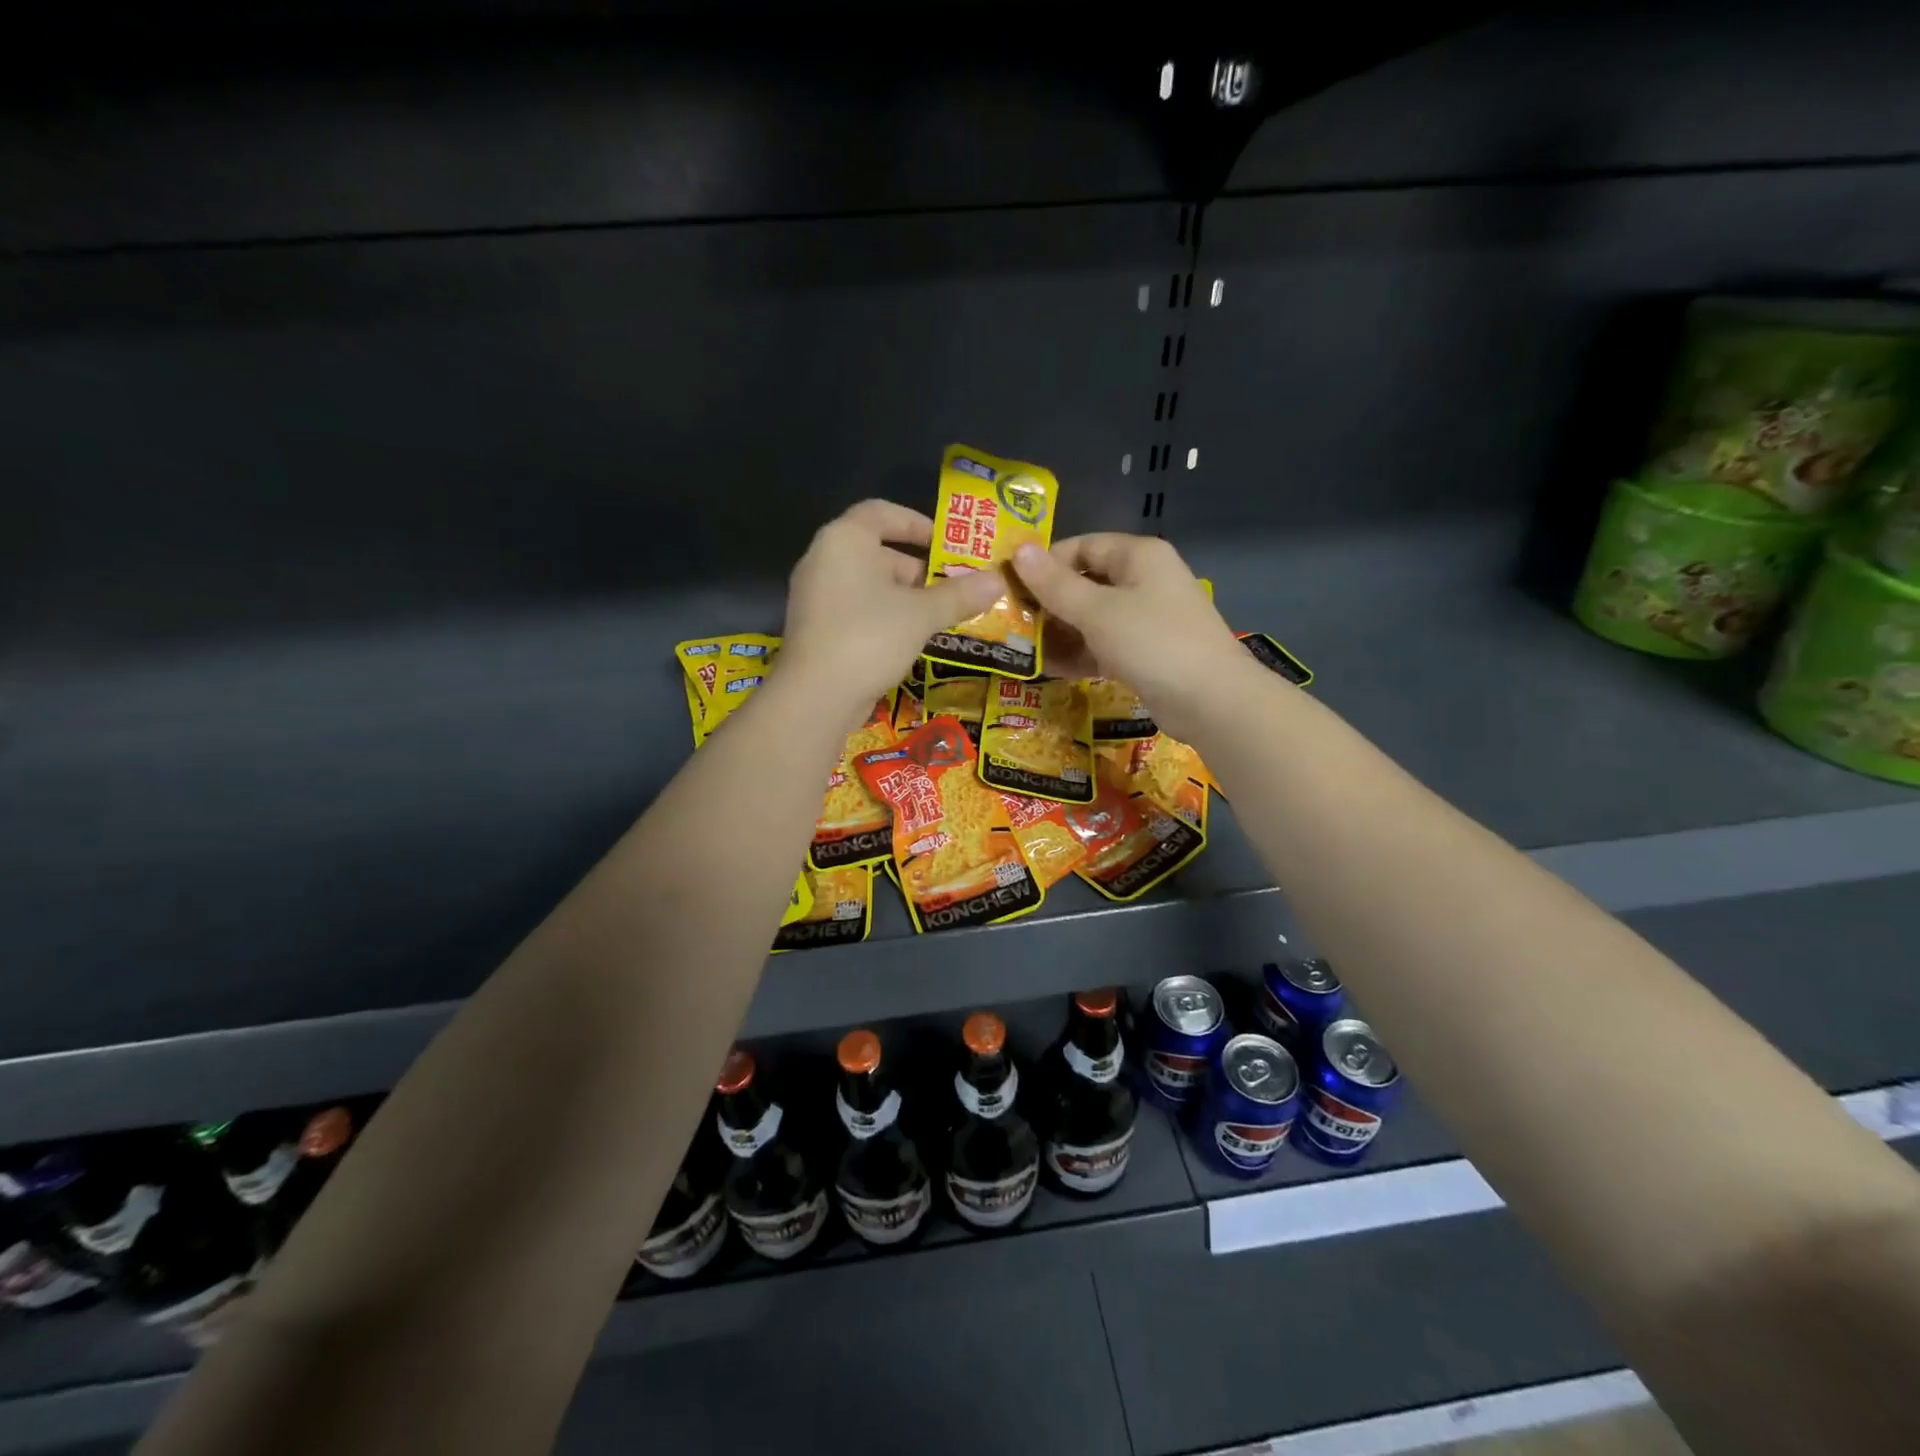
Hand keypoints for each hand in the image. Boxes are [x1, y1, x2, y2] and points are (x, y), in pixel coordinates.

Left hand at [782, 499, 1005, 714]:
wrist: (816, 696)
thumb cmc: (869, 637)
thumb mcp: (922, 614)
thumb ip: (960, 594)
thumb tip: (998, 580)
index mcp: (844, 540)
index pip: (882, 512)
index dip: (917, 523)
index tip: (948, 543)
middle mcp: (824, 560)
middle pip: (878, 552)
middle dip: (920, 570)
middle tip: (956, 588)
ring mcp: (816, 597)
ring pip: (870, 586)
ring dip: (907, 598)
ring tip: (943, 616)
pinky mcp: (817, 629)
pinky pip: (858, 611)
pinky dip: (886, 618)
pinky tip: (913, 640)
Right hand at [1012, 534, 1256, 738]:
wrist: (1211, 700)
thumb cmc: (1152, 642)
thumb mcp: (1096, 611)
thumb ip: (1055, 584)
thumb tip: (1019, 550)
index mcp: (1138, 556)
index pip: (1082, 546)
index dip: (1046, 563)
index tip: (1012, 586)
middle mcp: (1144, 581)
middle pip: (1087, 583)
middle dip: (1050, 603)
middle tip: (1014, 622)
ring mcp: (1147, 619)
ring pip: (1094, 617)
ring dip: (1061, 632)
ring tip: (1026, 650)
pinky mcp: (1147, 653)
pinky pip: (1105, 645)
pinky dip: (1081, 654)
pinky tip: (1053, 669)